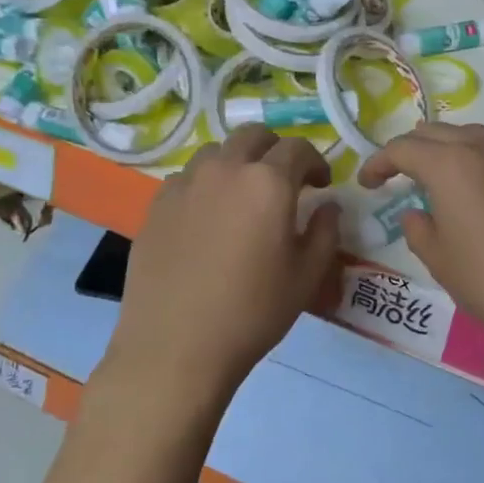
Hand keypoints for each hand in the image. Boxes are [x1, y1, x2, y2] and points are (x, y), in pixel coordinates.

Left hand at [97, 126, 339, 419]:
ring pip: (216, 152)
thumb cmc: (252, 312)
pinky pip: (186, 178)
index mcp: (268, 183)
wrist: (176, 346)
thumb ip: (324, 231)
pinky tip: (207, 218)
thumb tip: (327, 206)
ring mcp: (185, 184)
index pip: (298, 149)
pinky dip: (205, 184)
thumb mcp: (306, 276)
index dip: (315, 162)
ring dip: (237, 162)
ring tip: (242, 196)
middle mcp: (225, 170)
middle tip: (284, 180)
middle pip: (253, 136)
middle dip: (275, 150)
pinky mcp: (156, 205)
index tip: (321, 184)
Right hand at [358, 123, 483, 370]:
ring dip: (446, 149)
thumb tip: (416, 214)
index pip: (403, 149)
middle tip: (395, 174)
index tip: (367, 182)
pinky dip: (479, 160)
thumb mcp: (439, 259)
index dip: (378, 163)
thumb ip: (418, 229)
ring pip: (472, 137)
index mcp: (450, 164)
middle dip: (410, 149)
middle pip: (437, 133)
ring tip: (435, 174)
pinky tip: (480, 188)